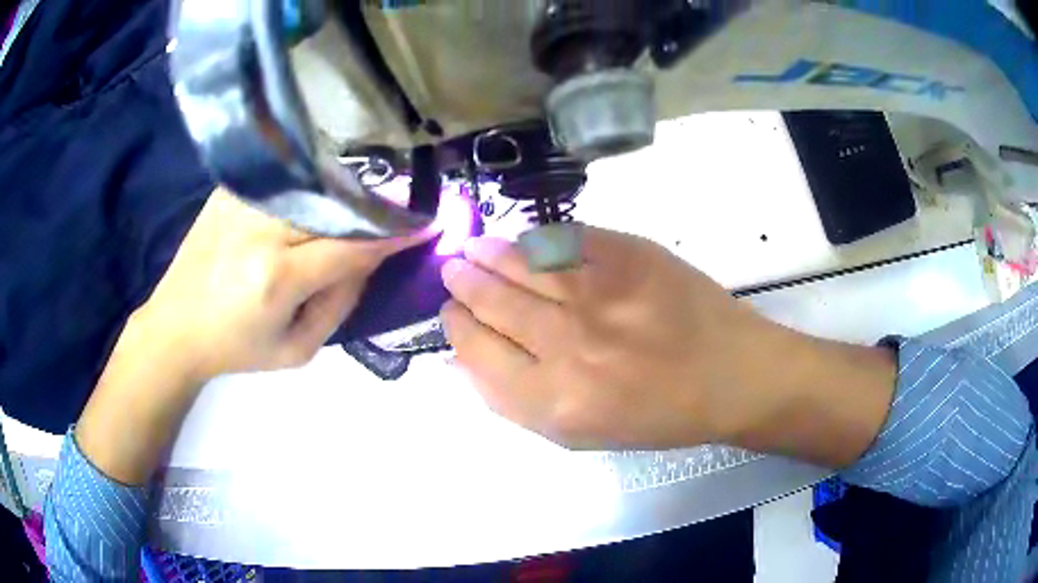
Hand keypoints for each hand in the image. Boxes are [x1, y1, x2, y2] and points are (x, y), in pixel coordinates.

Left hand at [77, 188, 433, 483]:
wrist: (176, 327)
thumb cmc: (237, 348)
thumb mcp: (297, 350)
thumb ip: (340, 305)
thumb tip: (370, 260)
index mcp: (276, 279)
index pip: (350, 246)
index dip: (392, 234)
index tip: (424, 223)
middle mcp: (259, 232)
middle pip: (334, 206)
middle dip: (372, 208)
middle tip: (396, 211)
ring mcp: (240, 205)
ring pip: (311, 187)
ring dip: (342, 196)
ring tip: (357, 207)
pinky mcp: (228, 192)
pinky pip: (282, 181)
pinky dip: (308, 187)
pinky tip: (315, 199)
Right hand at [441, 227, 894, 463]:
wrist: (729, 375)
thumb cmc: (656, 415)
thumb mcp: (578, 434)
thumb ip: (514, 400)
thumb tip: (463, 358)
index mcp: (554, 401)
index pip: (477, 353)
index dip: (457, 329)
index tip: (451, 315)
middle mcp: (569, 346)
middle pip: (492, 303)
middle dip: (464, 285)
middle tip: (453, 272)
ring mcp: (600, 293)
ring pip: (520, 264)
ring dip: (487, 254)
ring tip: (471, 249)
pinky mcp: (627, 256)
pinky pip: (563, 240)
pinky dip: (533, 240)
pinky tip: (519, 242)